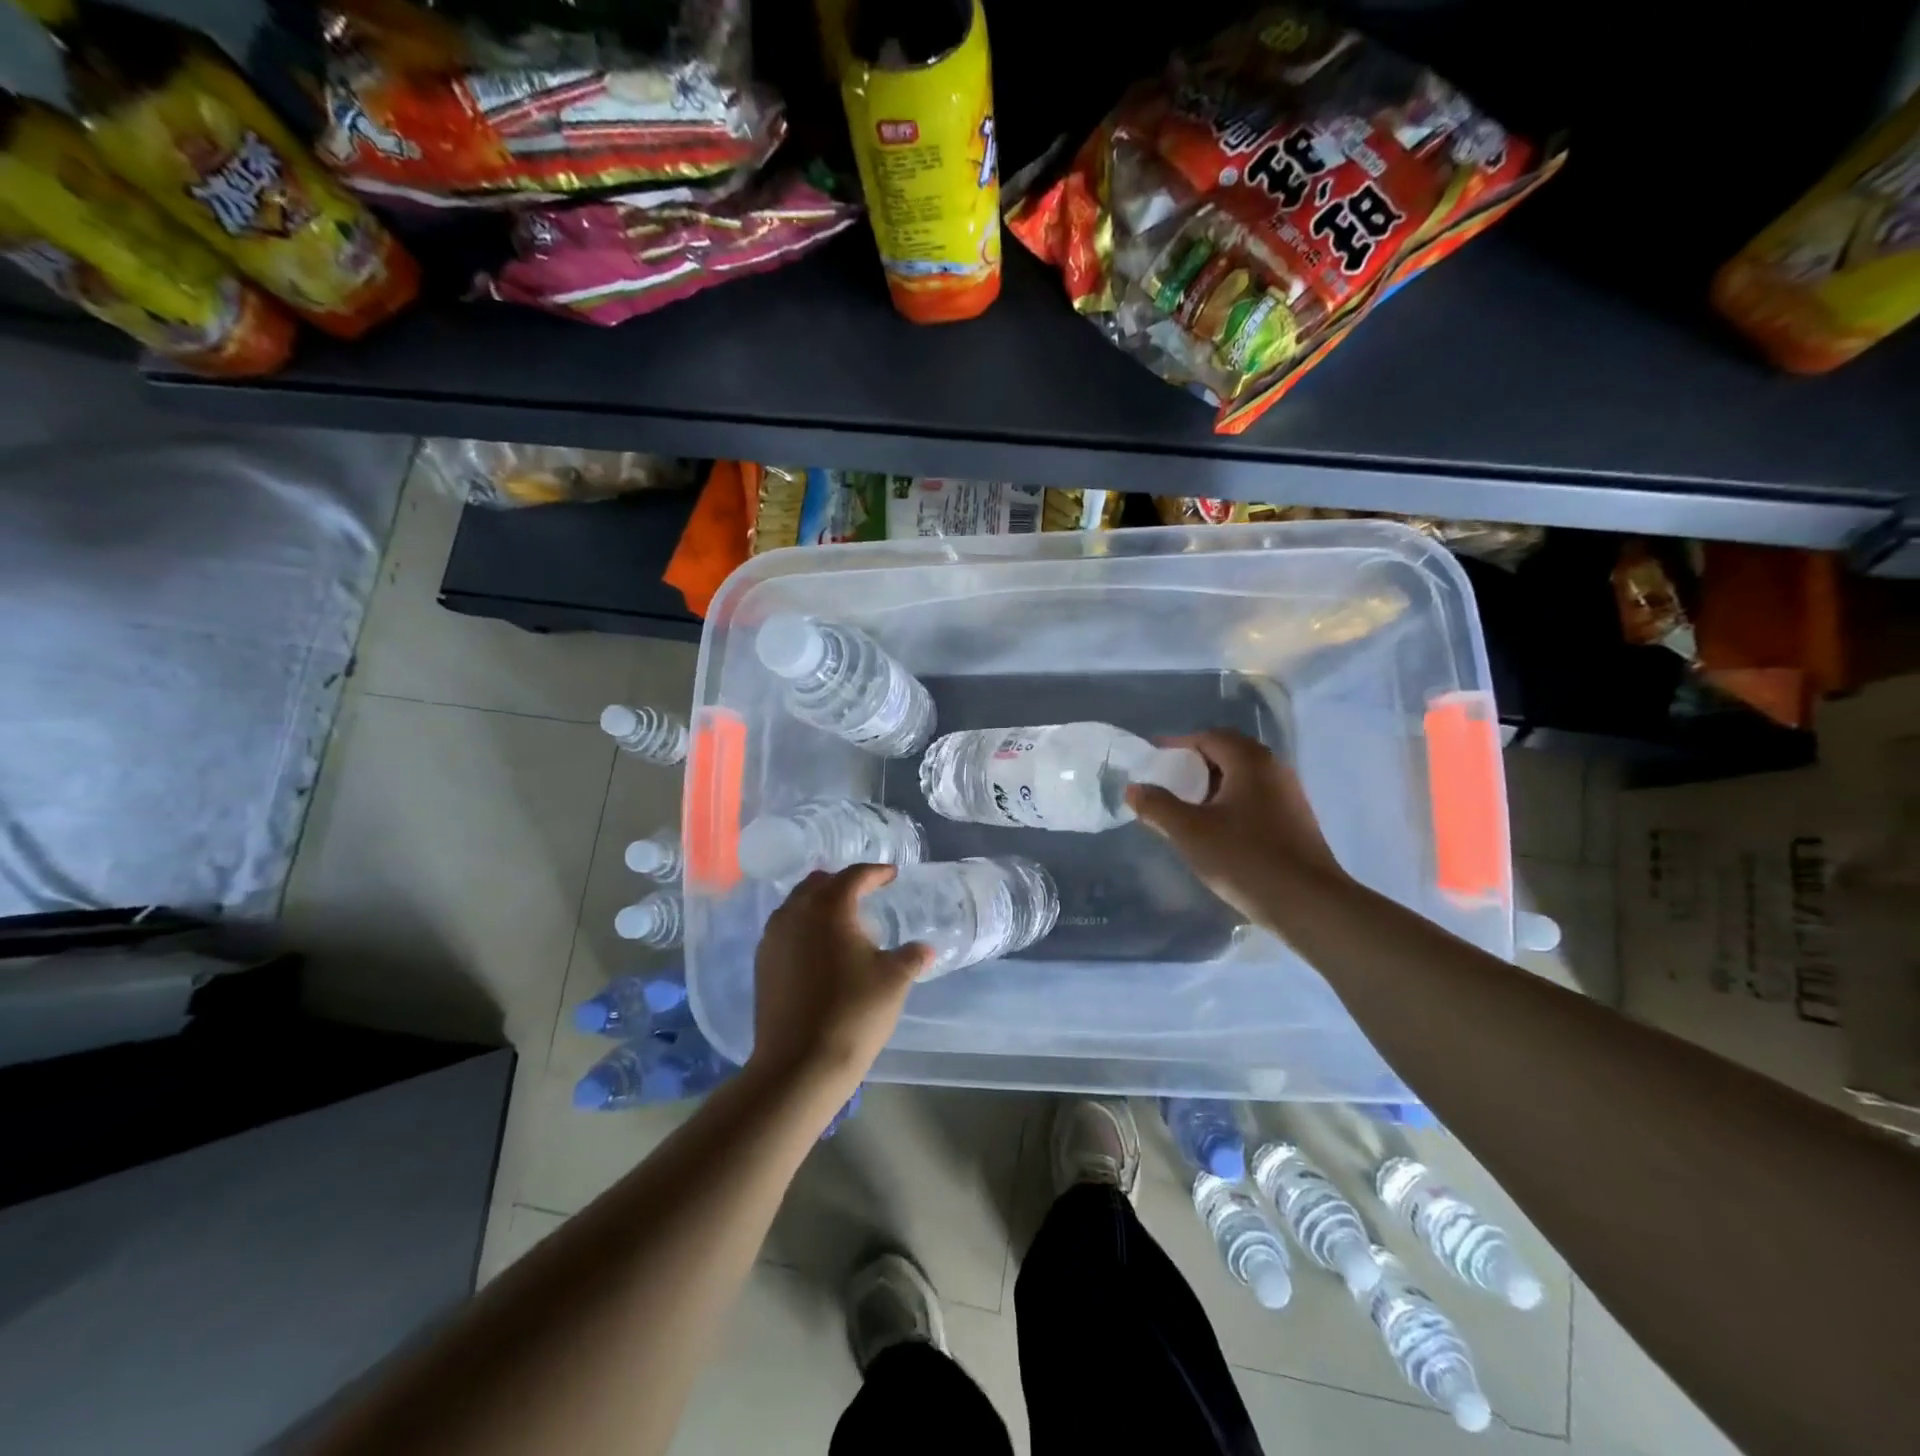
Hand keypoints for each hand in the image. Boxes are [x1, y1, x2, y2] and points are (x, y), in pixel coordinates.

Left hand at [747, 865, 931, 1099]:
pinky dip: (803, 928)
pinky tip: (819, 950)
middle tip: (865, 893)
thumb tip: (924, 949)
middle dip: (842, 883)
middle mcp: (795, 913)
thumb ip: (910, 957)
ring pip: (796, 905)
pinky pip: (784, 930)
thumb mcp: (894, 980)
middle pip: (818, 884)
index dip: (876, 873)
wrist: (799, 1064)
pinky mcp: (762, 965)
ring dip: (819, 905)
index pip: (854, 876)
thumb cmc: (853, 1012)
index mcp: (829, 907)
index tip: (892, 875)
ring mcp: (772, 939)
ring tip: (842, 921)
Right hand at [1126, 729, 1349, 931]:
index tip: (1154, 758)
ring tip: (1188, 807)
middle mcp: (1274, 769)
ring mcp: (1290, 795)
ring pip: (1244, 777)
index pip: (1209, 736)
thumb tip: (1133, 789)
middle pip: (1228, 753)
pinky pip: (1256, 798)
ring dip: (1214, 785)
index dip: (1178, 744)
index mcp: (1250, 761)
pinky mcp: (1296, 821)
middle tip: (1168, 781)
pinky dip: (1231, 802)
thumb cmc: (1245, 858)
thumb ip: (1157, 806)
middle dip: (1195, 764)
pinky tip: (1217, 829)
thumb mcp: (1190, 832)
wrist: (1308, 903)